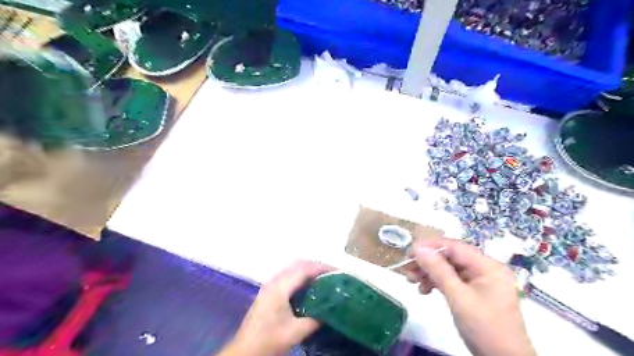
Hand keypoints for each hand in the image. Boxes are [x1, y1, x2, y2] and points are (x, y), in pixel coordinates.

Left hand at [221, 259, 332, 355]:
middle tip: (333, 274)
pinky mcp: (268, 291)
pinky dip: (301, 276)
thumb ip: (315, 319)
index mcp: (280, 287)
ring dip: (308, 270)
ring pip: (292, 269)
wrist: (245, 351)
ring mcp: (270, 285)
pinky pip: (288, 276)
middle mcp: (274, 281)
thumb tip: (332, 309)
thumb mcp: (296, 332)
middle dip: (316, 266)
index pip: (304, 269)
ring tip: (324, 279)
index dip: (321, 268)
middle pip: (298, 265)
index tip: (337, 272)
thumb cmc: (269, 340)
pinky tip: (309, 287)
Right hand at [405, 238, 533, 355]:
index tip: (409, 252)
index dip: (430, 246)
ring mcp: (480, 281)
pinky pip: (452, 281)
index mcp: (488, 266)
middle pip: (450, 257)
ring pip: (449, 269)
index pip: (455, 247)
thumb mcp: (458, 297)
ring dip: (429, 273)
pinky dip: (437, 283)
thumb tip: (418, 248)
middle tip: (407, 268)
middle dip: (427, 262)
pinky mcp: (473, 292)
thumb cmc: (484, 328)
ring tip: (411, 280)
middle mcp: (485, 269)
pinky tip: (424, 290)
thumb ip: (438, 270)